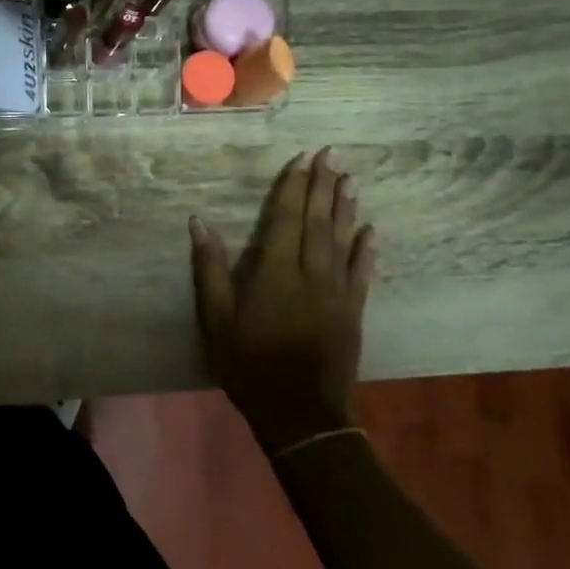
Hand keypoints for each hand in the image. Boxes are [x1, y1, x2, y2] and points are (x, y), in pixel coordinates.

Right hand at [189, 148, 374, 455]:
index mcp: (275, 273)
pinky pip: (362, 273)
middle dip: (322, 186)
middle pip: (318, 222)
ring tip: (350, 179)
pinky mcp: (353, 312)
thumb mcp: (217, 321)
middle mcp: (310, 274)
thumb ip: (210, 270)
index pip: (285, 219)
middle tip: (331, 154)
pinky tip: (370, 230)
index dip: (293, 187)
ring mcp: (337, 293)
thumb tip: (199, 223)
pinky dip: (366, 249)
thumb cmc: (250, 366)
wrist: (301, 415)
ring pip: (343, 240)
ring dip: (345, 208)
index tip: (301, 159)